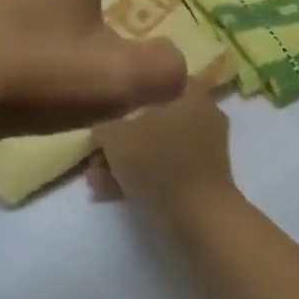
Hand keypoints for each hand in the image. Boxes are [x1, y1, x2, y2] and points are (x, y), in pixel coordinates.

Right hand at [89, 88, 238, 218]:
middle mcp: (203, 118)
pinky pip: (164, 172)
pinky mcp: (200, 180)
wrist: (197, 215)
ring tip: (95, 181)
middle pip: (152, 122)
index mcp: (192, 96)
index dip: (129, 97)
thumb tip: (104, 131)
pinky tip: (108, 193)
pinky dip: (139, 179)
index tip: (107, 113)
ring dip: (124, 164)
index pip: (158, 83)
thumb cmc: (158, 161)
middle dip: (119, 141)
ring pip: (155, 150)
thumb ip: (105, 127)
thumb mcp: (117, 135)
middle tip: (95, 158)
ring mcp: (204, 152)